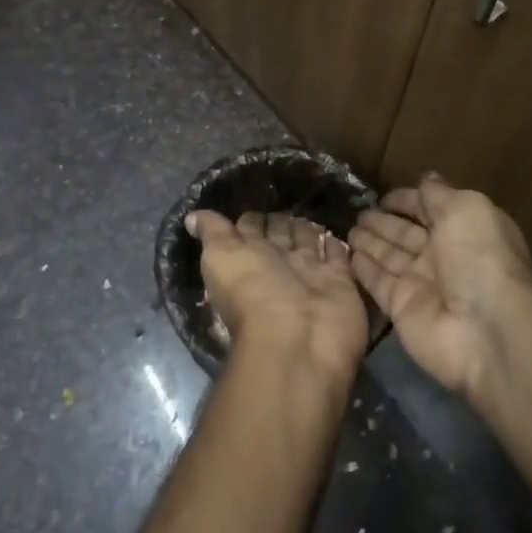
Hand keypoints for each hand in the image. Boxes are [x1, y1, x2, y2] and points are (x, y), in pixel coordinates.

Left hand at [188, 210, 368, 379]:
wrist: (300, 335)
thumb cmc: (254, 292)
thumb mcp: (221, 256)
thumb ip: (212, 232)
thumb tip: (191, 217)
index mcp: (247, 258)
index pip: (249, 229)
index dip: (251, 218)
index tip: (257, 197)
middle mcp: (277, 264)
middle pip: (280, 234)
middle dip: (281, 219)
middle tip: (289, 199)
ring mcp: (310, 272)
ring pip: (308, 241)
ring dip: (307, 227)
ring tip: (310, 212)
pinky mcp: (340, 280)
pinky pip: (338, 255)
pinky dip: (336, 243)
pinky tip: (334, 231)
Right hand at [350, 173, 531, 398]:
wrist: (486, 329)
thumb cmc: (479, 258)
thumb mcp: (465, 210)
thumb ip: (439, 194)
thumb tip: (427, 177)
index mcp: (464, 229)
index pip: (430, 209)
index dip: (408, 201)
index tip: (383, 196)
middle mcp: (443, 256)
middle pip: (407, 234)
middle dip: (384, 222)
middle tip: (358, 212)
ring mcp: (421, 284)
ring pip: (390, 257)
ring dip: (370, 242)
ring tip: (348, 229)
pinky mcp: (401, 308)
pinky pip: (378, 283)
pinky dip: (364, 269)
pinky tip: (348, 254)